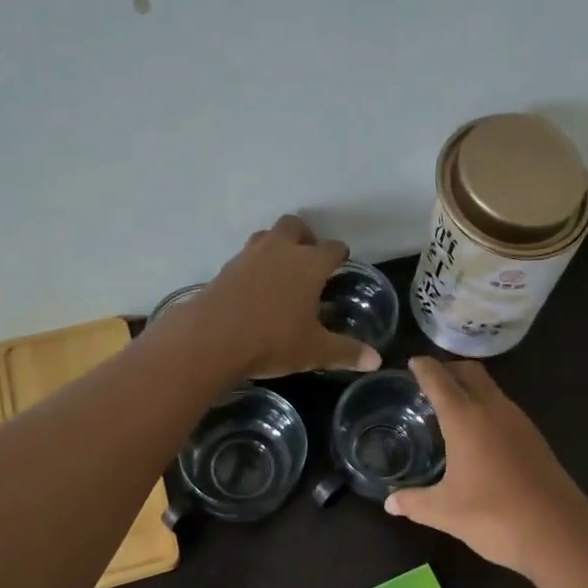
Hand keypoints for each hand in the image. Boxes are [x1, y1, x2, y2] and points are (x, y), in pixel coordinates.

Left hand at [162, 215, 381, 379]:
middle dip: (305, 238)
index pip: (333, 248)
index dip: (340, 255)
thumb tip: (375, 361)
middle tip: (309, 260)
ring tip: (282, 271)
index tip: (342, 264)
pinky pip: (246, 257)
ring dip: (277, 246)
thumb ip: (346, 352)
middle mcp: (280, 250)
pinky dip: (255, 265)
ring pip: (267, 236)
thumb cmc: (272, 341)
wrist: (211, 338)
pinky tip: (255, 289)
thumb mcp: (314, 351)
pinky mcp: (226, 268)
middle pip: (295, 226)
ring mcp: (249, 255)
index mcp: (309, 264)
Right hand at [385, 357, 587, 575]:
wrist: (559, 535)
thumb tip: (390, 503)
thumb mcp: (444, 512)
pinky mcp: (535, 440)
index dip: (424, 368)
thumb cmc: (493, 516)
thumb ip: (413, 503)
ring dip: (470, 389)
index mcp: (466, 418)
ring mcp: (520, 423)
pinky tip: (477, 436)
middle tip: (428, 382)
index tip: (412, 362)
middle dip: (448, 370)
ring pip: (491, 389)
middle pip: (470, 373)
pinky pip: (504, 410)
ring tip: (449, 408)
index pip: (440, 379)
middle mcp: (494, 410)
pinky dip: (486, 408)